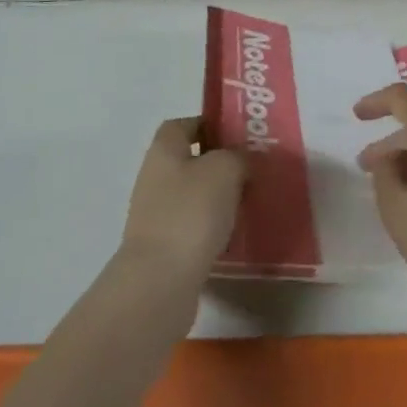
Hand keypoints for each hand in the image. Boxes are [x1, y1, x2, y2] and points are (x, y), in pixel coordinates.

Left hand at [117, 118, 246, 291]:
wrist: (160, 282)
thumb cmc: (191, 212)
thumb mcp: (225, 169)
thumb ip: (237, 156)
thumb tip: (241, 161)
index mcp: (164, 150)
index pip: (182, 124)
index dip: (208, 124)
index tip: (238, 135)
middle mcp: (154, 178)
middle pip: (189, 160)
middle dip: (219, 164)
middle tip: (251, 169)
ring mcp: (156, 215)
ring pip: (193, 195)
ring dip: (218, 198)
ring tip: (249, 202)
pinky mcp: (164, 248)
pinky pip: (193, 227)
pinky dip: (213, 228)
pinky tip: (235, 235)